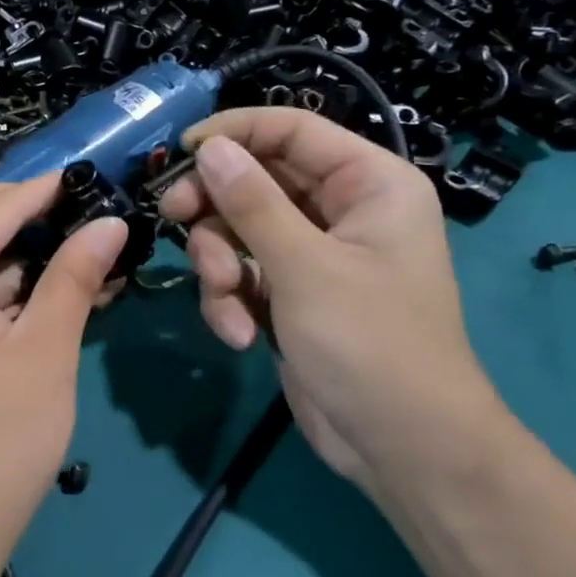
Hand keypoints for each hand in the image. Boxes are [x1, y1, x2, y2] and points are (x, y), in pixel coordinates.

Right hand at [158, 108, 498, 482]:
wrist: (402, 446)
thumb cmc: (369, 343)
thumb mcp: (304, 266)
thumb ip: (251, 202)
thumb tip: (210, 147)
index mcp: (368, 183)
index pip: (292, 130)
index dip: (235, 132)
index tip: (182, 151)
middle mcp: (341, 210)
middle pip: (256, 180)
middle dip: (216, 209)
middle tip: (174, 217)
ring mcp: (313, 254)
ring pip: (240, 230)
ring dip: (220, 264)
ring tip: (227, 298)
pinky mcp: (291, 294)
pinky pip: (243, 273)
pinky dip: (232, 299)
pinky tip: (240, 335)